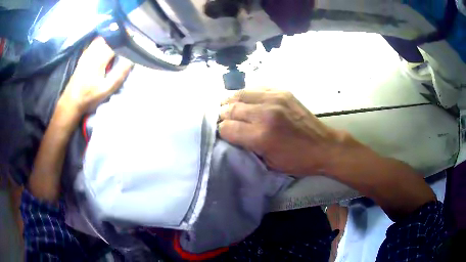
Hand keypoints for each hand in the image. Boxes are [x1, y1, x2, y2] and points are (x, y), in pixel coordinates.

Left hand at [58, 37, 132, 119]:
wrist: (71, 101)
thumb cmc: (89, 96)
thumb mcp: (106, 89)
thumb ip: (119, 74)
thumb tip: (131, 60)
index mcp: (99, 58)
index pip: (115, 42)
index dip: (125, 39)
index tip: (133, 38)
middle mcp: (93, 52)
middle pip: (108, 37)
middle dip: (118, 36)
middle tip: (126, 38)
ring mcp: (86, 53)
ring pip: (100, 38)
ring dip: (110, 37)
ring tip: (117, 41)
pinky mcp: (83, 57)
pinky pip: (93, 43)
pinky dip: (101, 41)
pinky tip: (104, 46)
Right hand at [219, 88, 358, 175]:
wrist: (324, 146)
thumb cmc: (297, 160)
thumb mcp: (269, 163)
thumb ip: (247, 147)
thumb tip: (230, 134)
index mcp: (261, 136)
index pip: (227, 127)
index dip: (221, 131)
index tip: (223, 133)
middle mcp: (265, 113)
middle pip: (231, 108)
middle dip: (222, 115)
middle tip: (222, 120)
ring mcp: (274, 99)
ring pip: (240, 94)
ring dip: (231, 101)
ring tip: (228, 107)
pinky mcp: (282, 92)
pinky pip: (256, 88)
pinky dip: (247, 94)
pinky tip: (246, 100)